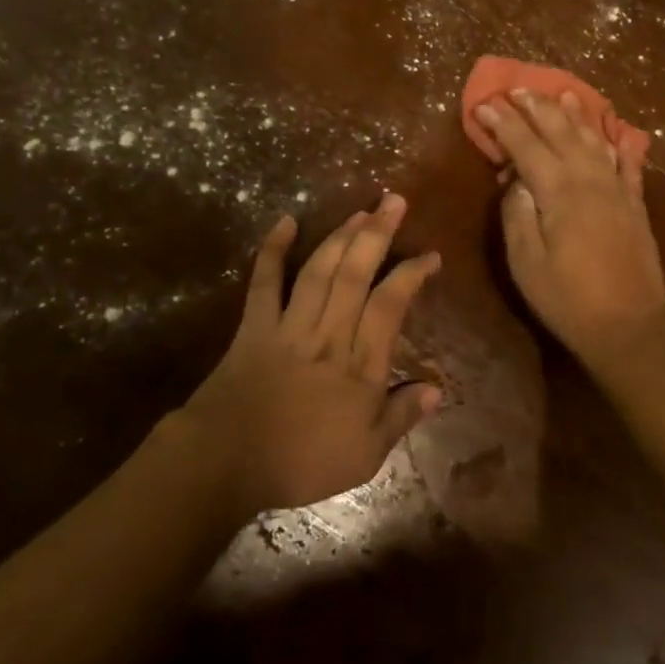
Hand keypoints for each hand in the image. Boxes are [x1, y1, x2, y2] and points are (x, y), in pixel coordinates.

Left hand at [179, 194, 442, 514]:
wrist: (227, 462)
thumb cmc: (301, 462)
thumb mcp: (365, 455)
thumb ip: (400, 417)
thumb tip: (437, 390)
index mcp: (359, 366)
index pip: (391, 306)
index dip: (411, 275)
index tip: (429, 255)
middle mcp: (328, 335)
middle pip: (355, 275)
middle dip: (377, 234)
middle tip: (394, 201)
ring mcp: (289, 326)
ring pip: (319, 271)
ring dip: (340, 236)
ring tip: (360, 211)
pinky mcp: (255, 326)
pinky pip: (265, 282)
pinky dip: (272, 250)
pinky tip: (285, 222)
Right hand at [476, 90, 664, 364]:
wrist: (629, 326)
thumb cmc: (567, 298)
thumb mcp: (525, 261)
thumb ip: (517, 213)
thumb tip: (516, 179)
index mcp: (558, 191)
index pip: (525, 146)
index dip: (502, 124)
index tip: (483, 105)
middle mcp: (590, 179)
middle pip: (560, 132)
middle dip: (536, 108)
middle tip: (517, 89)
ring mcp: (617, 189)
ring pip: (594, 139)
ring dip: (575, 115)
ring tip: (561, 94)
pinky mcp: (635, 203)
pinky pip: (626, 162)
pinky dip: (617, 142)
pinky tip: (611, 131)